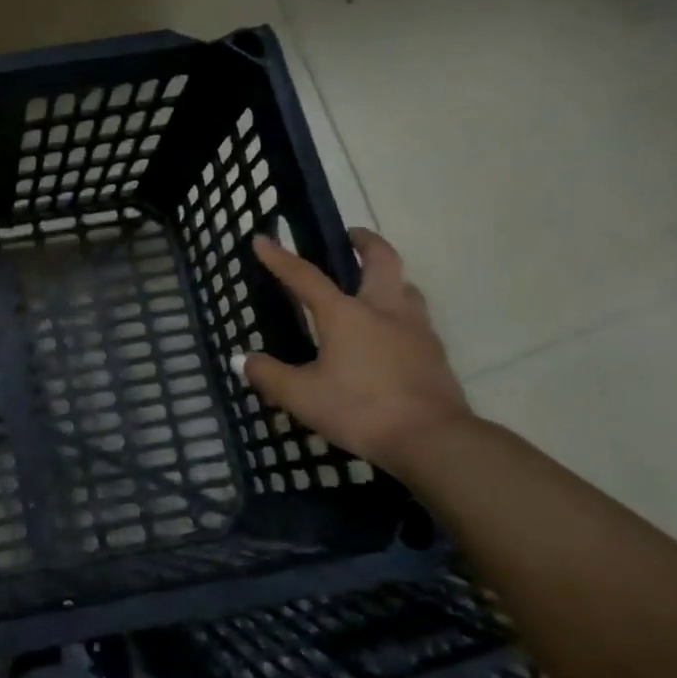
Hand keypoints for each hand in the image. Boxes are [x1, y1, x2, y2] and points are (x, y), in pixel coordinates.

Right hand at [237, 230, 470, 472]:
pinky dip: (402, 313)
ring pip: (406, 287)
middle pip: (381, 260)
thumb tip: (240, 361)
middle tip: (351, 236)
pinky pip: (418, 320)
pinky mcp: (435, 354)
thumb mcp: (302, 396)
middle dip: (365, 241)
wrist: (433, 441)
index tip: (261, 238)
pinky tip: (393, 334)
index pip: (305, 276)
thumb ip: (268, 375)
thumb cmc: (360, 410)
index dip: (280, 257)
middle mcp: (383, 310)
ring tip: (374, 285)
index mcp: (345, 314)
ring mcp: (416, 330)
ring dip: (390, 277)